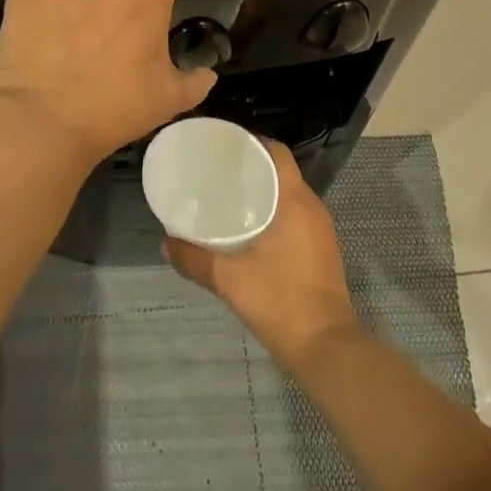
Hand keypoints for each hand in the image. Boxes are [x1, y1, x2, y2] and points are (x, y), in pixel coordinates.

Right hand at [163, 141, 359, 367]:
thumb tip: (165, 242)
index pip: (277, 152)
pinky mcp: (321, 249)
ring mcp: (320, 229)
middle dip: (253, 166)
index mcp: (294, 201)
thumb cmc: (280, 301)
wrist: (325, 348)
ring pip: (289, 194)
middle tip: (218, 170)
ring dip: (264, 190)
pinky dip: (274, 210)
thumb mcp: (229, 279)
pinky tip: (250, 227)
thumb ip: (194, 259)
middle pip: (282, 171)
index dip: (253, 142)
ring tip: (229, 195)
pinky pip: (295, 214)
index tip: (225, 145)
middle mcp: (311, 207)